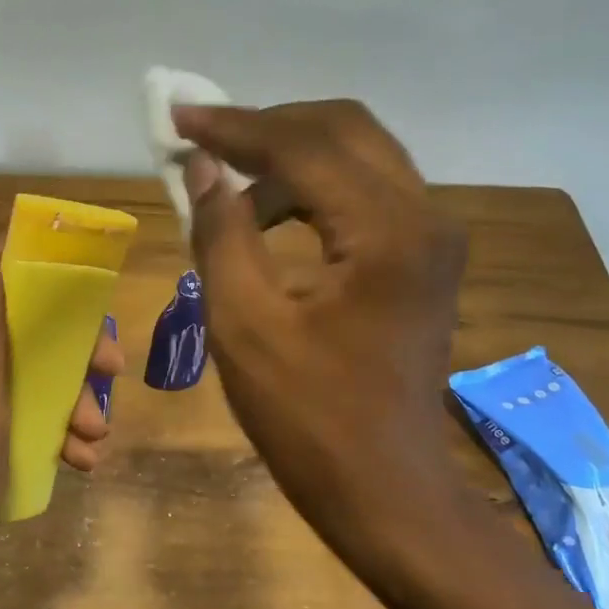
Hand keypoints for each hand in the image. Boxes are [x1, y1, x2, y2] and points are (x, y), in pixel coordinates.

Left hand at [0, 218, 123, 595]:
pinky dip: (49, 425)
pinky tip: (76, 460)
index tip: (96, 325)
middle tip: (108, 386)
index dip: (57, 290)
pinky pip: (16, 407)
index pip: (5, 274)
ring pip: (27, 369)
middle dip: (74, 356)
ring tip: (94, 441)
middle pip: (25, 325)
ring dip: (68, 397)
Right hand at [174, 100, 468, 555]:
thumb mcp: (245, 325)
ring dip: (290, 155)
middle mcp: (424, 216)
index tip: (177, 118)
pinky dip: (313, 187)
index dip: (234, 127)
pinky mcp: (423, 258)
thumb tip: (202, 167)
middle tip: (203, 139)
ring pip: (359, 155)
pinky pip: (366, 192)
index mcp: (386, 232)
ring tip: (227, 181)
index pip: (303, 145)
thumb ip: (221, 233)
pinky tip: (269, 215)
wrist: (385, 491)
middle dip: (267, 126)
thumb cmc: (309, 419)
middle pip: (344, 129)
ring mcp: (431, 237)